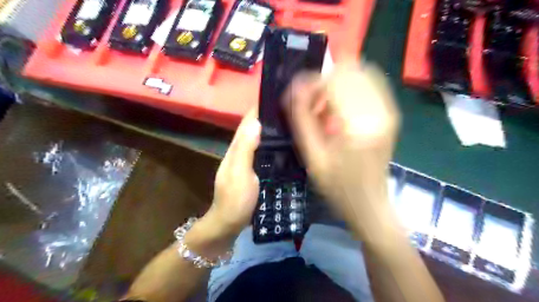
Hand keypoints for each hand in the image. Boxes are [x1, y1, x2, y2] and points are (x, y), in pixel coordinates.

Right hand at [286, 63, 399, 241]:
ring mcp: (389, 112)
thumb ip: (301, 120)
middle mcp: (379, 112)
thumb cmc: (338, 187)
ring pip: (361, 73)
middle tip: (310, 100)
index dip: (310, 82)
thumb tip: (293, 90)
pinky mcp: (391, 114)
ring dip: (336, 82)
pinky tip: (338, 105)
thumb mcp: (312, 157)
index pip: (333, 81)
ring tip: (323, 103)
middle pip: (349, 71)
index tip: (295, 93)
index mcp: (357, 126)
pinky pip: (371, 84)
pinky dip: (350, 87)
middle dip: (323, 80)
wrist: (370, 204)